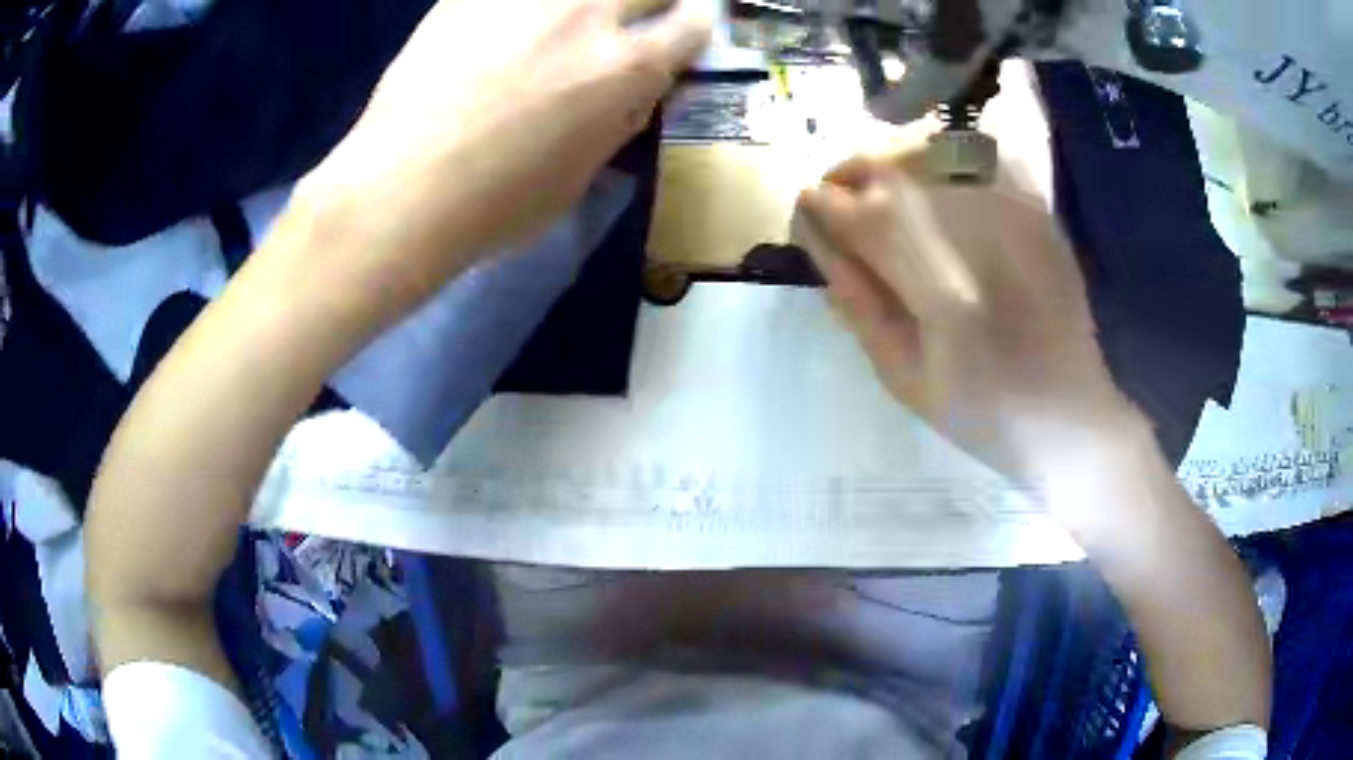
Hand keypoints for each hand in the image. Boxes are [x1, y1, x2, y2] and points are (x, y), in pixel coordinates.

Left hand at [294, 0, 710, 301]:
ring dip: (587, 7)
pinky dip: (521, 9)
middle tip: (630, 21)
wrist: (401, 191)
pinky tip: (508, 28)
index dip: (692, 30)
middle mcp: (590, 14)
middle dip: (653, 4)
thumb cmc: (495, 205)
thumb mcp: (578, 178)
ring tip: (565, 27)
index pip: (693, 26)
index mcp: (628, 67)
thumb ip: (615, 124)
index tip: (678, 36)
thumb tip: (632, 96)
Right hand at [795, 149, 1138, 480]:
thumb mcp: (904, 378)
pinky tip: (938, 188)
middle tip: (835, 199)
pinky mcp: (1037, 211)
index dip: (823, 206)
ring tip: (881, 195)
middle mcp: (979, 233)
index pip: (862, 217)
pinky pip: (981, 159)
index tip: (805, 212)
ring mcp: (1014, 214)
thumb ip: (858, 304)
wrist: (1068, 416)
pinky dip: (947, 163)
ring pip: (932, 157)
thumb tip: (819, 241)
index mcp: (941, 288)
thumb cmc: (983, 415)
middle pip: (893, 172)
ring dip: (893, 168)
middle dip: (850, 177)